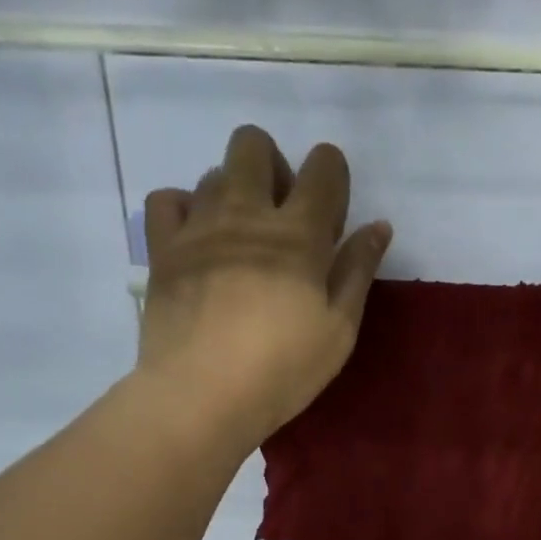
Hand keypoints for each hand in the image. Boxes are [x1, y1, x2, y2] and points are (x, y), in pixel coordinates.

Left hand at [138, 125, 391, 449]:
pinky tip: (197, 240)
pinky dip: (184, 210)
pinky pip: (166, 199)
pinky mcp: (162, 248)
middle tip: (283, 219)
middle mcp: (246, 213)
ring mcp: (198, 226)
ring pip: (213, 172)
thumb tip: (378, 225)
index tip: (332, 216)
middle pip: (254, 145)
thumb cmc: (283, 370)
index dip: (333, 176)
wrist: (203, 395)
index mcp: (298, 234)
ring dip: (234, 193)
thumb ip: (358, 272)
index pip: (323, 167)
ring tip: (241, 241)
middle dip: (275, 168)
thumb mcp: (339, 330)